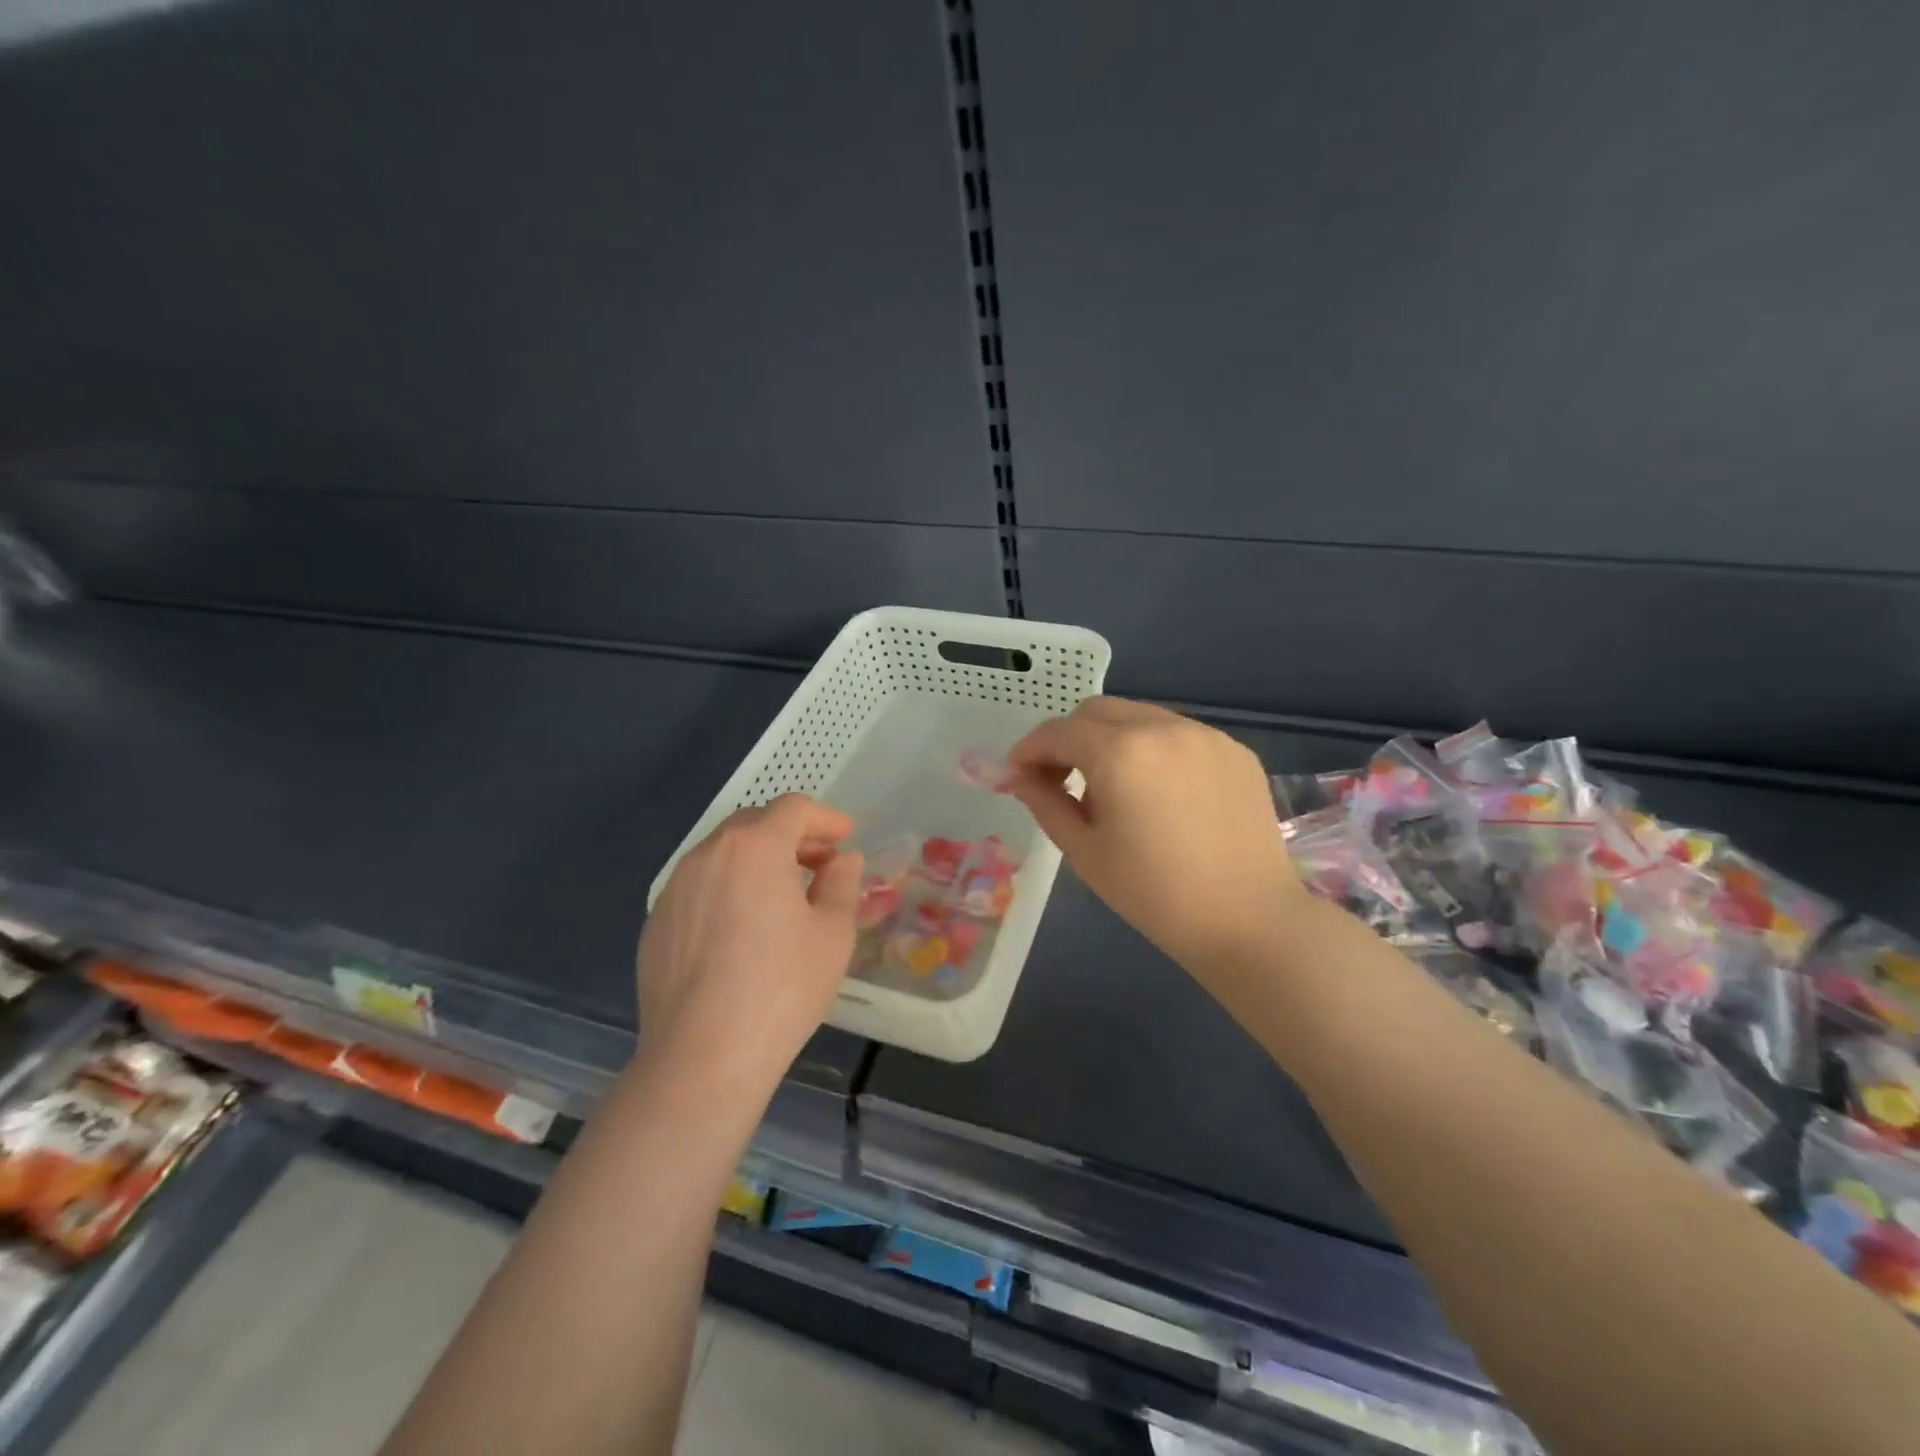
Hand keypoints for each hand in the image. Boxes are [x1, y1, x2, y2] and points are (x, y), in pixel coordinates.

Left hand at [636, 795, 861, 1095]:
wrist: (702, 1057)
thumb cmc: (782, 987)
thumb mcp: (832, 933)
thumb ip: (842, 884)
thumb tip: (841, 861)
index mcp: (754, 847)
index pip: (793, 809)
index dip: (825, 818)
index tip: (846, 837)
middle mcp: (708, 855)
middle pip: (754, 824)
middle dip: (792, 836)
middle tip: (821, 863)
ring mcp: (674, 889)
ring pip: (723, 855)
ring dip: (759, 860)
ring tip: (784, 894)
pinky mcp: (656, 923)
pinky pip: (700, 887)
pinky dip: (729, 888)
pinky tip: (743, 929)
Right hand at [1008, 698, 1306, 979]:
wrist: (1248, 920)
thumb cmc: (1155, 894)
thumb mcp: (1084, 852)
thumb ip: (1045, 803)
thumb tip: (1020, 777)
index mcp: (1119, 752)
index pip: (1058, 731)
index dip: (1030, 749)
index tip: (1017, 774)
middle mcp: (1162, 727)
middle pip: (1097, 711)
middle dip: (1069, 738)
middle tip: (1061, 779)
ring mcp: (1204, 735)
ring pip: (1139, 717)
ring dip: (1111, 740)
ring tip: (1114, 789)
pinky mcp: (1233, 750)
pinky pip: (1177, 735)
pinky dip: (1153, 750)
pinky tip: (1160, 794)